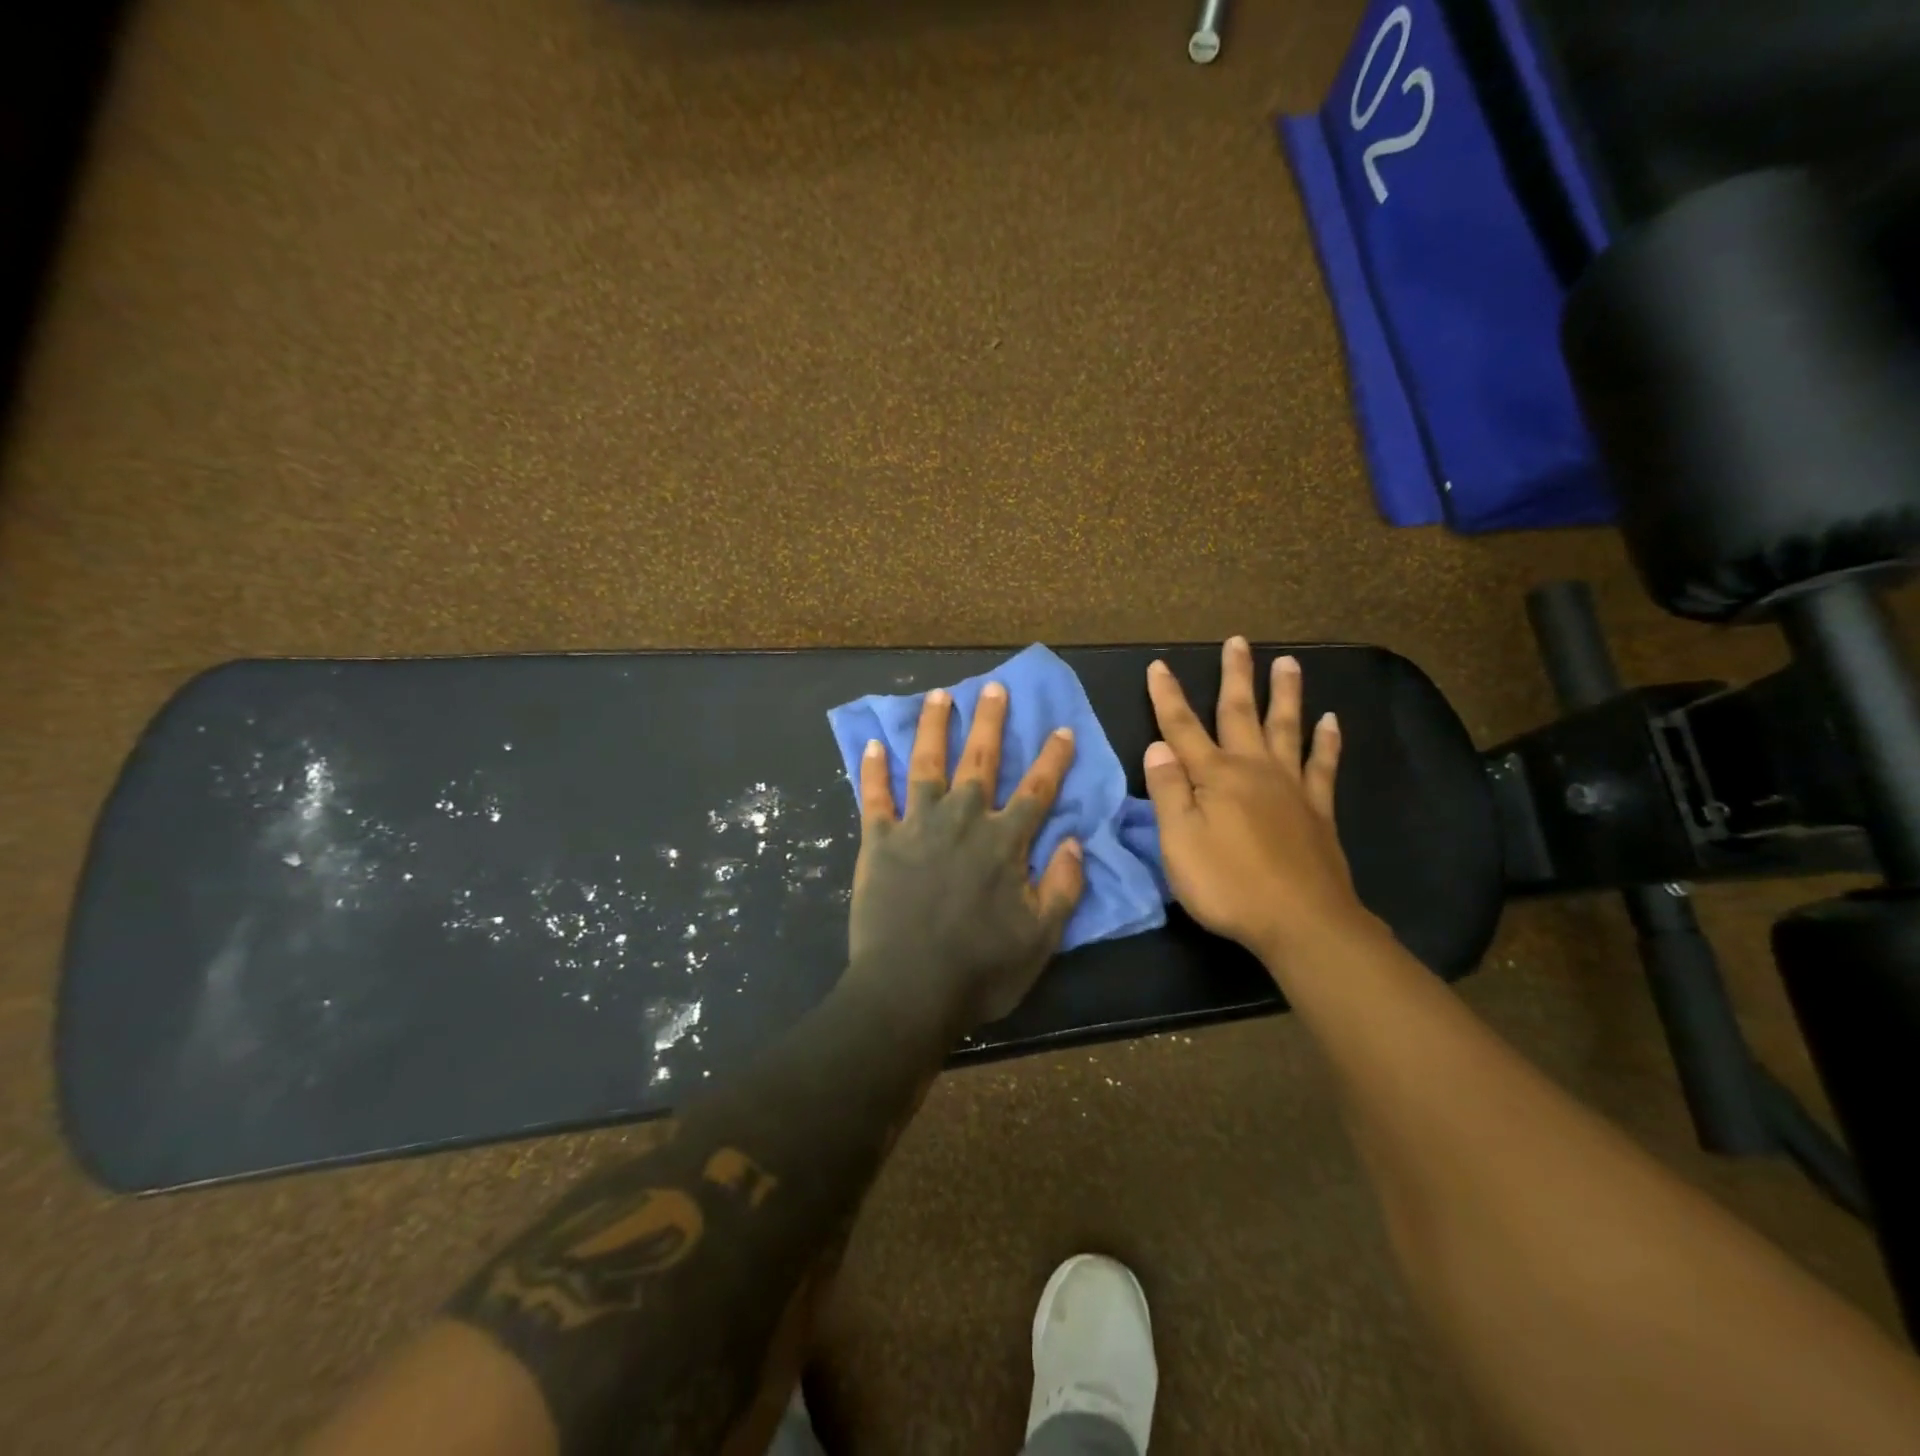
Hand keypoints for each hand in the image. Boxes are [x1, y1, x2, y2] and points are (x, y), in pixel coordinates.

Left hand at [845, 682, 1085, 1032]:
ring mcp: (917, 826)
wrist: (909, 990)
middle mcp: (962, 821)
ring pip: (927, 764)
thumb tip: (1075, 840)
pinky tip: (873, 743)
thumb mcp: (1041, 938)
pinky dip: (873, 770)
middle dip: (991, 722)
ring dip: (934, 727)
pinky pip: (874, 797)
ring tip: (939, 696)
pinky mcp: (878, 841)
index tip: (1061, 728)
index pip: (1037, 791)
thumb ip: (1063, 887)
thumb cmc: (980, 970)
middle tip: (994, 688)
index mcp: (1004, 843)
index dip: (1052, 759)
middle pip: (980, 761)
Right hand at [1143, 637, 1373, 962]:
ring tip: (1288, 662)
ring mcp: (1290, 787)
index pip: (1182, 728)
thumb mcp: (1179, 842)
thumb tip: (1157, 747)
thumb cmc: (1228, 884)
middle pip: (1240, 714)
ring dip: (1284, 694)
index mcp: (1214, 777)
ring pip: (1286, 728)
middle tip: (1237, 641)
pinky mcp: (1318, 810)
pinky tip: (1332, 721)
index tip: (1159, 665)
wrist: (1302, 922)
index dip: (1167, 696)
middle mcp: (1253, 770)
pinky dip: (1327, 741)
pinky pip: (1323, 765)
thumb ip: (1168, 792)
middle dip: (1234, 676)